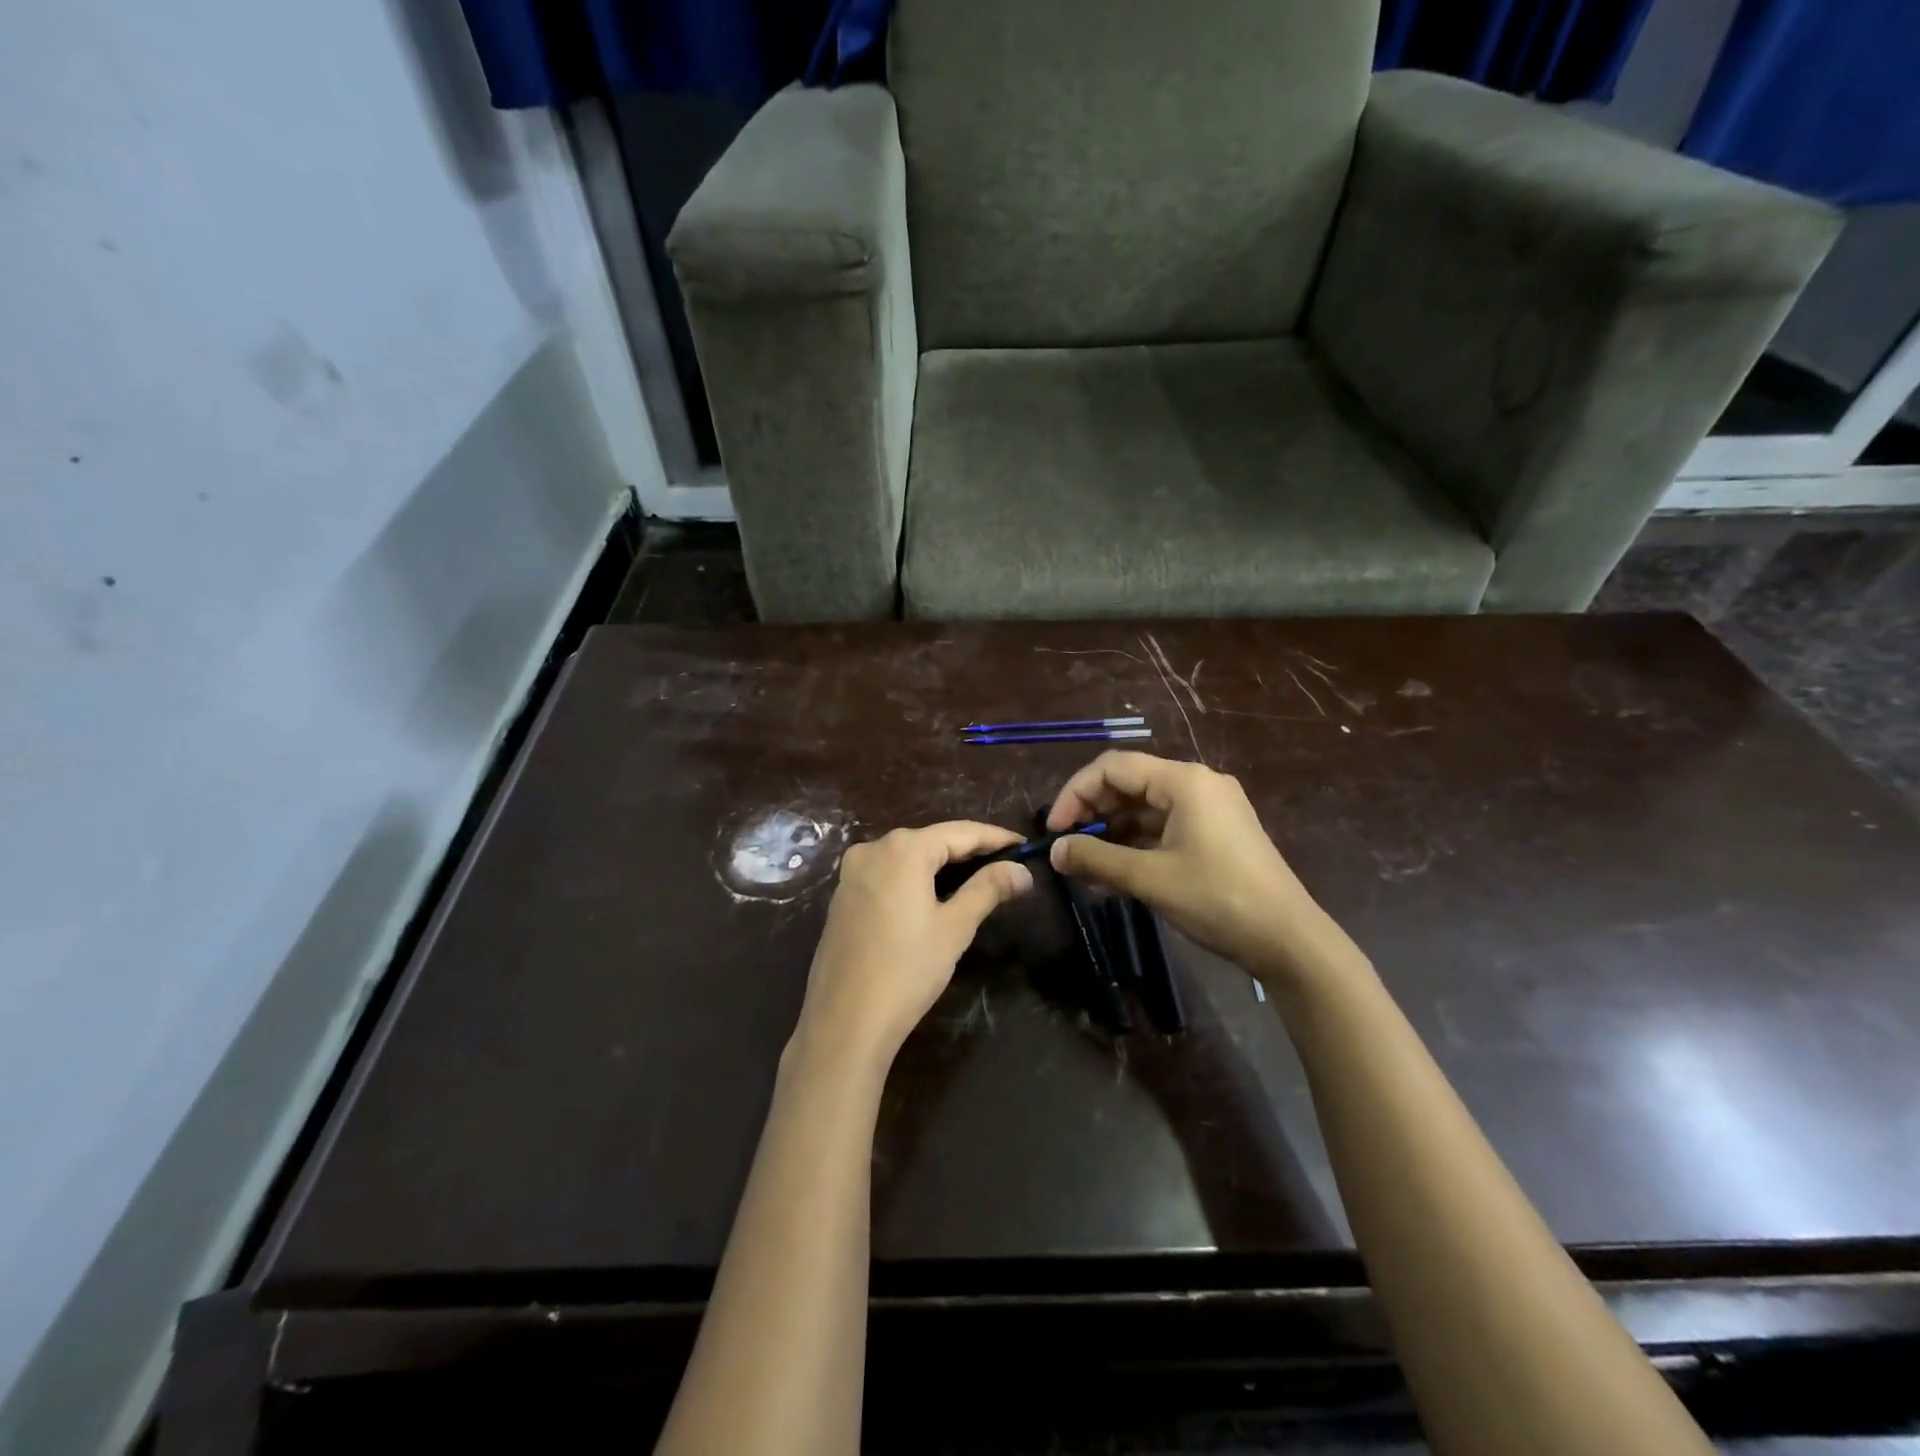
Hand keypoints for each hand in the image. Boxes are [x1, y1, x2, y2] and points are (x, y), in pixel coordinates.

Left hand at [797, 822, 1034, 1067]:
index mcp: (903, 849)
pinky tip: (934, 893)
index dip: (995, 838)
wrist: (845, 1022)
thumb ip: (988, 889)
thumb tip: (1022, 870)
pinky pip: (888, 874)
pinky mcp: (842, 896)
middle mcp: (873, 848)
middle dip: (969, 849)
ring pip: (908, 856)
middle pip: (932, 840)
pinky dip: (915, 877)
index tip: (1024, 845)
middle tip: (1006, 862)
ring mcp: (852, 872)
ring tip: (978, 875)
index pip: (960, 832)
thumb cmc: (907, 970)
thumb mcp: (955, 928)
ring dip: (942, 863)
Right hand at [1046, 752, 1349, 987]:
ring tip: (1086, 863)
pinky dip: (1137, 842)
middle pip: (1129, 783)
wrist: (1289, 940)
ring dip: (1113, 830)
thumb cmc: (1217, 899)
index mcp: (1184, 781)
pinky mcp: (1217, 833)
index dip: (1075, 793)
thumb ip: (1097, 859)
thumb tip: (1054, 850)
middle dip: (1092, 811)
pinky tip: (1116, 870)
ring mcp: (1211, 808)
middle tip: (1067, 846)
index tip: (1054, 829)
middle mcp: (1197, 784)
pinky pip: (1165, 826)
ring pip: (1146, 807)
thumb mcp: (1150, 878)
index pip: (1113, 767)